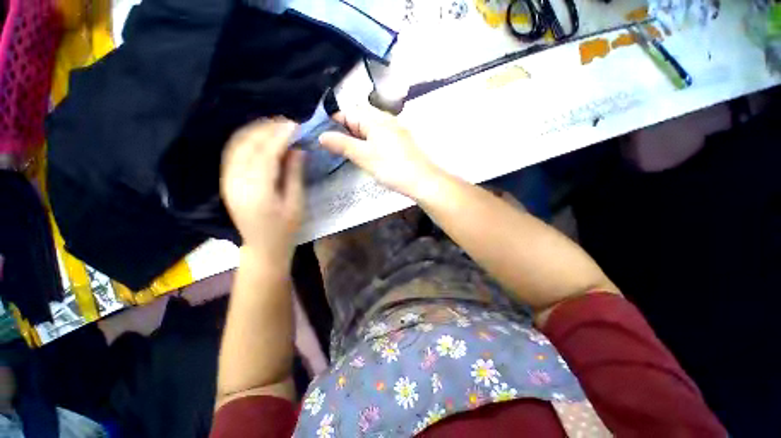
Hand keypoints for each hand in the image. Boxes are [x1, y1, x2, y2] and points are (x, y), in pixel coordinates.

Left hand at [220, 119, 303, 263]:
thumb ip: (294, 174)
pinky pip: (233, 153)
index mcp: (258, 191)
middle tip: (289, 123)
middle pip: (249, 145)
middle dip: (268, 129)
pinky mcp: (227, 181)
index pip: (267, 154)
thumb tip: (297, 149)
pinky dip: (246, 139)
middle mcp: (237, 182)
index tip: (296, 125)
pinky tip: (260, 136)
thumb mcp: (296, 204)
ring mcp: (228, 180)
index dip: (281, 137)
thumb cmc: (285, 229)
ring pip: (238, 145)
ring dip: (256, 131)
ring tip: (276, 126)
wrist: (263, 247)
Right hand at [318, 109, 443, 199]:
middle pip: (360, 117)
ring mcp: (395, 129)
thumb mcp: (364, 157)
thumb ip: (342, 144)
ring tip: (350, 151)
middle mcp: (386, 119)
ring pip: (370, 127)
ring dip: (358, 136)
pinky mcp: (401, 141)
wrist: (422, 181)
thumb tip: (322, 136)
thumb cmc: (392, 168)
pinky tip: (369, 153)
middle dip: (346, 129)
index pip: (348, 111)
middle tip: (336, 146)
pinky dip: (370, 141)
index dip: (334, 121)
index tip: (324, 135)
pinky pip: (380, 135)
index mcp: (375, 119)